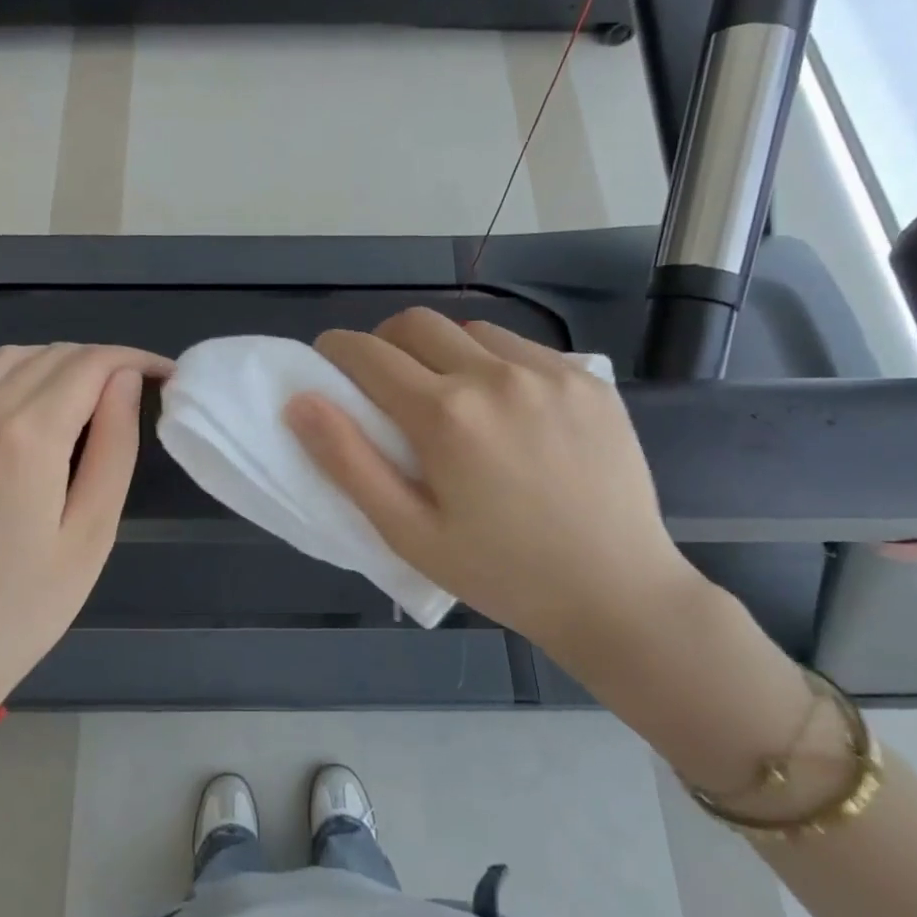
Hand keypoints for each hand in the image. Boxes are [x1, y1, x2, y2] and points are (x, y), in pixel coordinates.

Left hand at [0, 343, 173, 708]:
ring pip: (3, 359)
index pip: (92, 365)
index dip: (135, 359)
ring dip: (50, 363)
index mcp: (31, 437)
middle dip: (101, 363)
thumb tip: (126, 380)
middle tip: (130, 395)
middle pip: (52, 356)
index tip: (165, 373)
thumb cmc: (27, 606)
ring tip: (79, 397)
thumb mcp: (93, 533)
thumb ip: (115, 447)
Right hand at [285, 308, 712, 675]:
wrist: (616, 592)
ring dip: (442, 350)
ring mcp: (549, 372)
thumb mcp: (409, 533)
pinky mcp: (588, 379)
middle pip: (416, 323)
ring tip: (450, 397)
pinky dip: (494, 361)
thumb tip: (300, 402)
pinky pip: (522, 347)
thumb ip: (349, 463)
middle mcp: (496, 375)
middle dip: (385, 342)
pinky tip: (505, 407)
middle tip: (384, 383)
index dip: (336, 351)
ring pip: (470, 330)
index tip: (328, 364)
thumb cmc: (500, 573)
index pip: (368, 353)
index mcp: (446, 415)